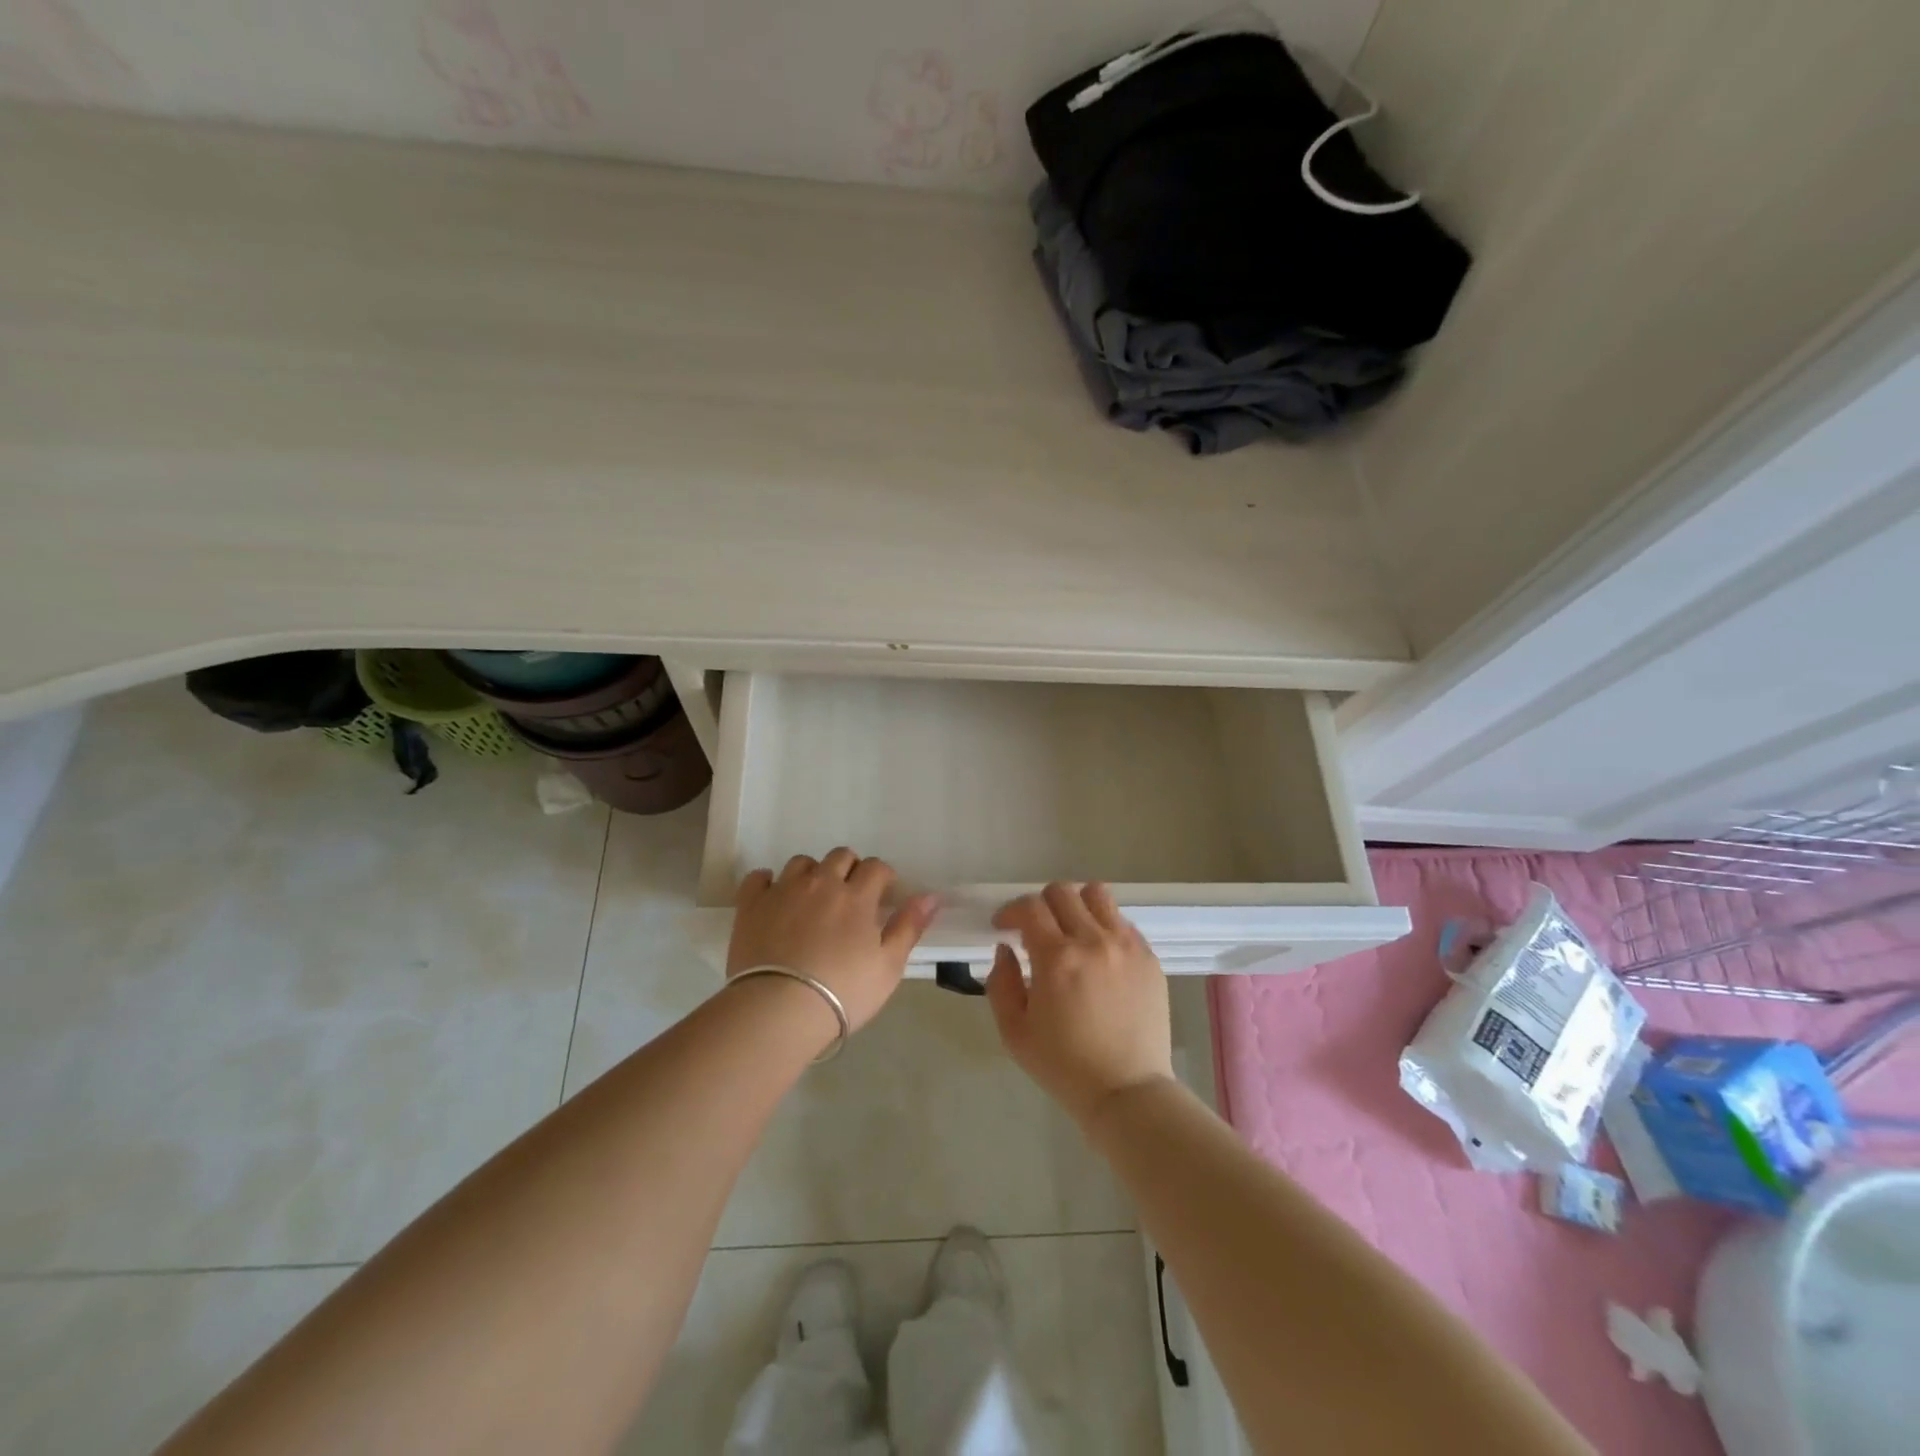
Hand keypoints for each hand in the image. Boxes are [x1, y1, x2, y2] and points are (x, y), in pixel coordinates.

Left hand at [727, 849, 938, 1034]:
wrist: (779, 1010)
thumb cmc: (843, 992)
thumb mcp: (888, 966)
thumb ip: (909, 927)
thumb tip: (931, 895)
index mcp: (856, 896)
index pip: (876, 867)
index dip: (883, 876)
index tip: (883, 895)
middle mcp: (821, 883)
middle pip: (840, 856)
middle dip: (850, 869)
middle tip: (850, 897)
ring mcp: (783, 891)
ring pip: (801, 863)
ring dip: (812, 873)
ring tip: (813, 898)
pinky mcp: (751, 905)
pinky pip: (758, 878)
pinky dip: (768, 882)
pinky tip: (773, 898)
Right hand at [985, 882, 1174, 1129]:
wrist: (1127, 1092)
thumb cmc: (1063, 1066)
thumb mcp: (1014, 1032)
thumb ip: (1000, 983)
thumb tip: (1005, 949)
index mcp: (1056, 958)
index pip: (1029, 907)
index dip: (1010, 911)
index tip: (1004, 927)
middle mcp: (1093, 941)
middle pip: (1062, 892)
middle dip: (1040, 905)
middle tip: (1035, 930)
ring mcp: (1126, 946)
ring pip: (1097, 895)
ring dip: (1076, 905)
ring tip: (1071, 931)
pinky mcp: (1149, 957)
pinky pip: (1123, 922)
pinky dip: (1104, 926)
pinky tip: (1099, 954)